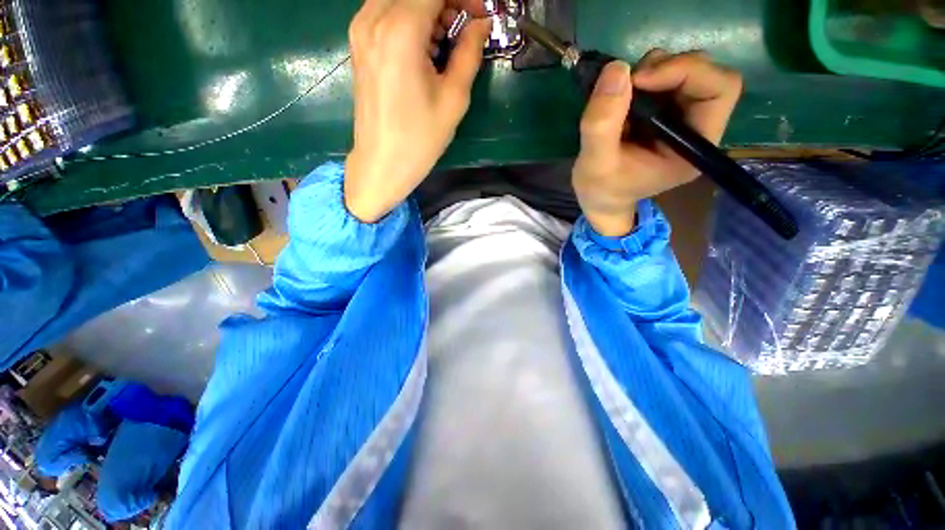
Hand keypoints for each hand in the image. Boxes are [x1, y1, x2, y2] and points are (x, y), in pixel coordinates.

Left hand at [344, 0, 490, 222]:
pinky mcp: (359, 43)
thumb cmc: (420, 139)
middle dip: (446, 3)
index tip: (480, 16)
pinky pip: (387, 12)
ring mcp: (361, 29)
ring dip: (429, 10)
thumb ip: (469, 52)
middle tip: (467, 28)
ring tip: (447, 42)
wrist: (382, 163)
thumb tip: (481, 24)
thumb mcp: (454, 99)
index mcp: (400, 30)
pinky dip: (411, 19)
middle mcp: (374, 18)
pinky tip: (425, 49)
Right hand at [572, 50, 742, 236]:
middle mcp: (697, 128)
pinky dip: (640, 78)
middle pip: (705, 74)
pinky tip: (619, 99)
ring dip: (651, 71)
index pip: (720, 90)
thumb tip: (617, 68)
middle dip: (666, 68)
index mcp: (693, 148)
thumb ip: (602, 124)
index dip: (685, 71)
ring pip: (683, 70)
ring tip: (619, 95)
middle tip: (628, 83)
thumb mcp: (595, 164)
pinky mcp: (664, 113)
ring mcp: (681, 118)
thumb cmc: (601, 190)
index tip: (638, 79)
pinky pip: (662, 78)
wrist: (599, 199)